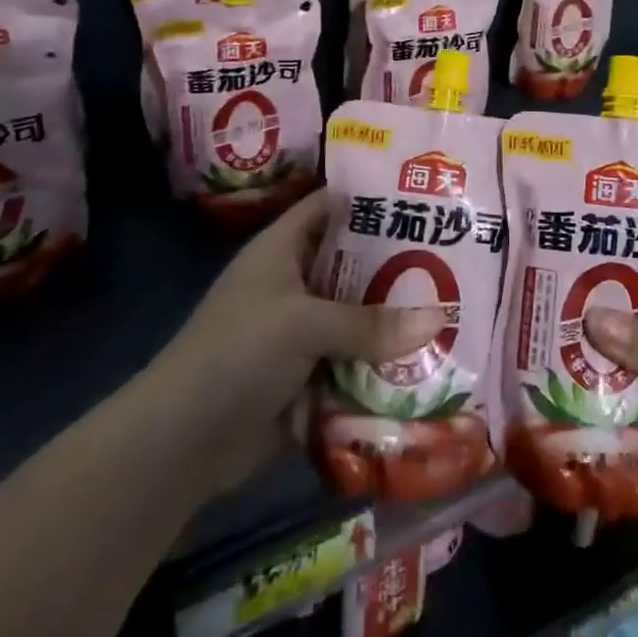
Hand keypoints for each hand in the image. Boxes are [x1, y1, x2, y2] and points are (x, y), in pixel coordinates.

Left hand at [148, 189, 443, 501]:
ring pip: (360, 314)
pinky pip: (356, 360)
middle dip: (400, 261)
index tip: (423, 192)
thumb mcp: (303, 325)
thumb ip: (370, 322)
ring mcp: (302, 332)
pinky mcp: (309, 375)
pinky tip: (431, 358)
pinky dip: (384, 362)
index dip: (371, 195)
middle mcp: (295, 283)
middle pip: (354, 262)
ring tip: (458, 304)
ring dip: (397, 317)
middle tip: (458, 253)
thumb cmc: (236, 355)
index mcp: (282, 249)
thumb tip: (441, 318)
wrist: (179, 444)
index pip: (331, 205)